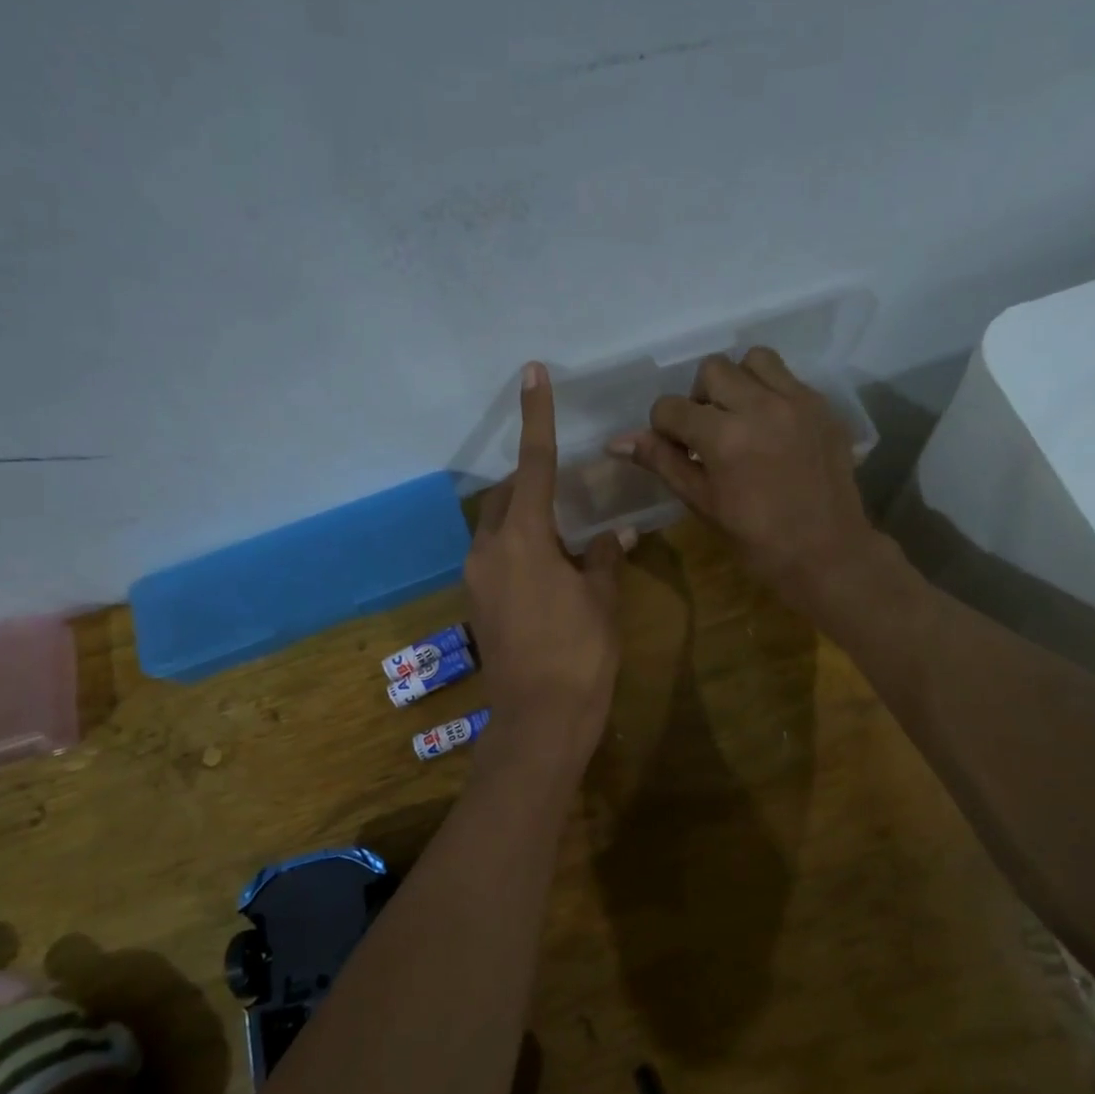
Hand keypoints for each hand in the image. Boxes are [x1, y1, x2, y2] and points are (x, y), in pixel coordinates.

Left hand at [465, 363, 625, 771]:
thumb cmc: (579, 654)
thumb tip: (617, 533)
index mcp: (523, 539)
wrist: (540, 720)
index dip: (537, 417)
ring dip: (525, 519)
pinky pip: (495, 557)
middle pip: (505, 496)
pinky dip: (519, 548)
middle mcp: (489, 550)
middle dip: (531, 482)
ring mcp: (477, 578)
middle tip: (567, 491)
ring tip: (564, 537)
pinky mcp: (477, 603)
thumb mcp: (602, 599)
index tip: (532, 374)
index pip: (533, 464)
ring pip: (496, 527)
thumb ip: (605, 557)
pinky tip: (550, 571)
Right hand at [612, 347, 880, 614]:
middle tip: (708, 433)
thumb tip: (617, 442)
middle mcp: (760, 406)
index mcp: (723, 437)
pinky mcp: (822, 406)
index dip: (664, 428)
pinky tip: (771, 427)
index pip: (671, 407)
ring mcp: (796, 401)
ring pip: (753, 360)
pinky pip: (787, 377)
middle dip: (700, 398)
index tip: (676, 450)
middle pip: (711, 370)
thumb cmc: (756, 539)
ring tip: (741, 417)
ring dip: (737, 382)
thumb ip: (662, 462)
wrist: (825, 552)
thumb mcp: (701, 502)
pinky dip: (770, 392)